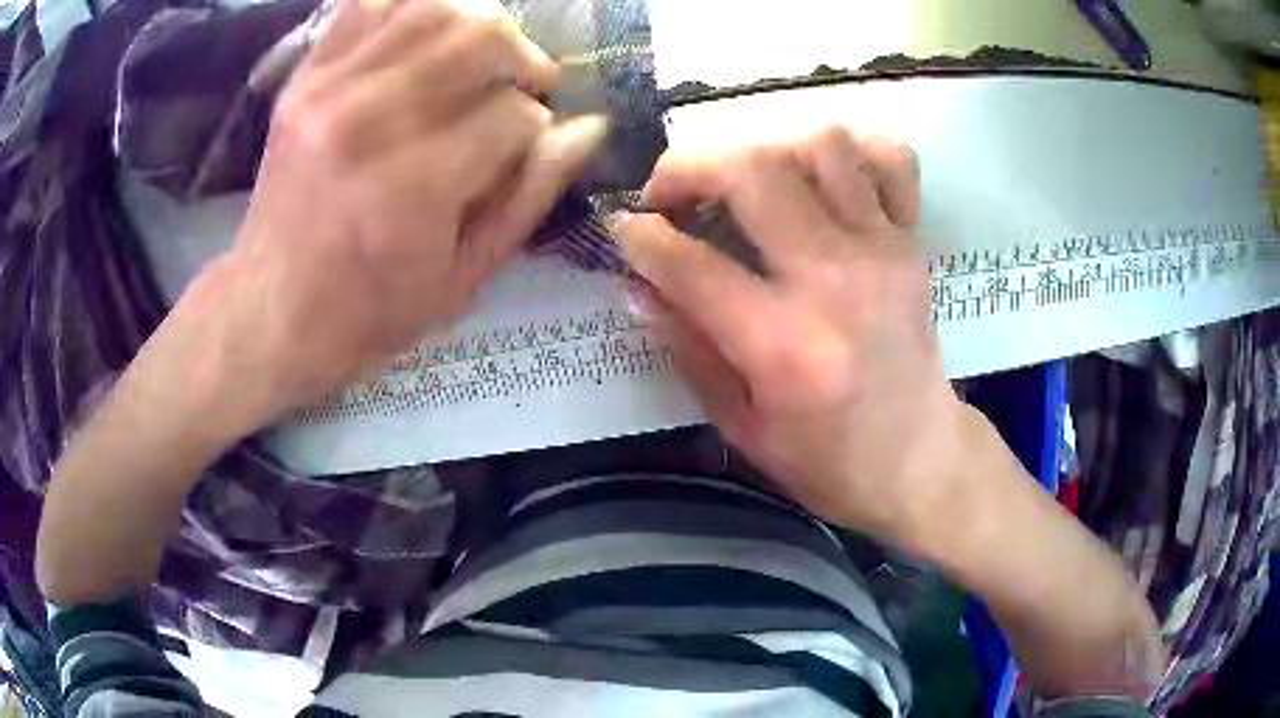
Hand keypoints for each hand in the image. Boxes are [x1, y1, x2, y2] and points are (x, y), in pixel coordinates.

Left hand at [197, 0, 604, 429]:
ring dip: (475, 23)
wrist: (271, 308)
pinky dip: (407, 7)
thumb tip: (588, 128)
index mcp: (413, 188)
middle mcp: (368, 123)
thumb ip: (528, 198)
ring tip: (482, 52)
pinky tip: (426, 33)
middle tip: (527, 79)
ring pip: (429, 9)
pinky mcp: (302, 81)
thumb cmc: (371, 310)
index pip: (511, 114)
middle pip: (477, 39)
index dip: (535, 126)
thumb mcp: (463, 279)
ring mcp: (326, 92)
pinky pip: (365, 6)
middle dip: (520, 56)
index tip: (525, 146)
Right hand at [614, 127, 965, 546]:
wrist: (921, 463)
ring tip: (745, 181)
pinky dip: (854, 149)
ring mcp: (882, 251)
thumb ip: (689, 349)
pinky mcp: (911, 242)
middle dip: (689, 166)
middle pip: (752, 171)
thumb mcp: (742, 428)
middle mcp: (835, 281)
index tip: (623, 228)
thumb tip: (639, 287)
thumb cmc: (829, 462)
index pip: (690, 263)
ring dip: (767, 148)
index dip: (639, 236)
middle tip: (670, 192)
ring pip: (822, 145)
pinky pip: (891, 160)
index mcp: (784, 345)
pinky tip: (823, 174)